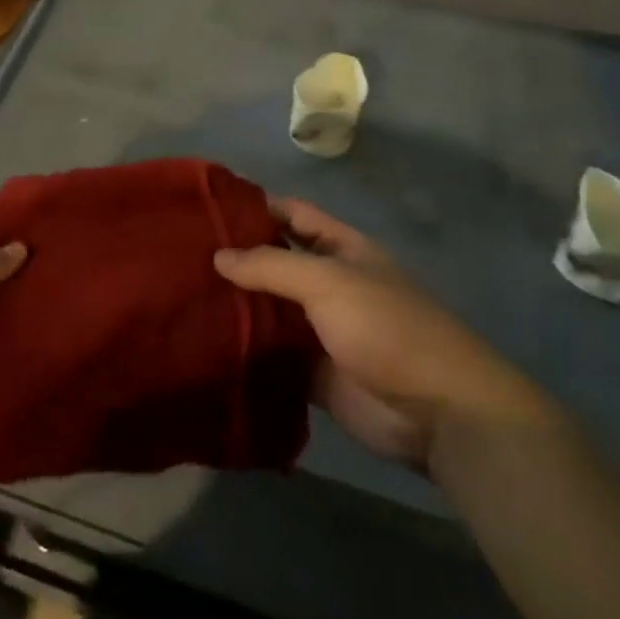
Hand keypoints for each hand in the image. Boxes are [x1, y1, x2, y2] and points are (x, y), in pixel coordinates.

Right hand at [214, 199, 557, 468]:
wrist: (438, 412)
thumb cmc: (386, 327)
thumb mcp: (328, 281)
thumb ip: (271, 265)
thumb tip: (218, 256)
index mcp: (341, 249)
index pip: (292, 215)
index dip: (256, 206)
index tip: (208, 206)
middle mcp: (328, 284)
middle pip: (276, 262)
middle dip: (237, 258)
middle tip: (181, 254)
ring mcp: (321, 330)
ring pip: (270, 310)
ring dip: (237, 306)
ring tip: (183, 296)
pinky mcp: (313, 373)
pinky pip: (273, 356)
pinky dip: (246, 351)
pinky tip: (205, 344)